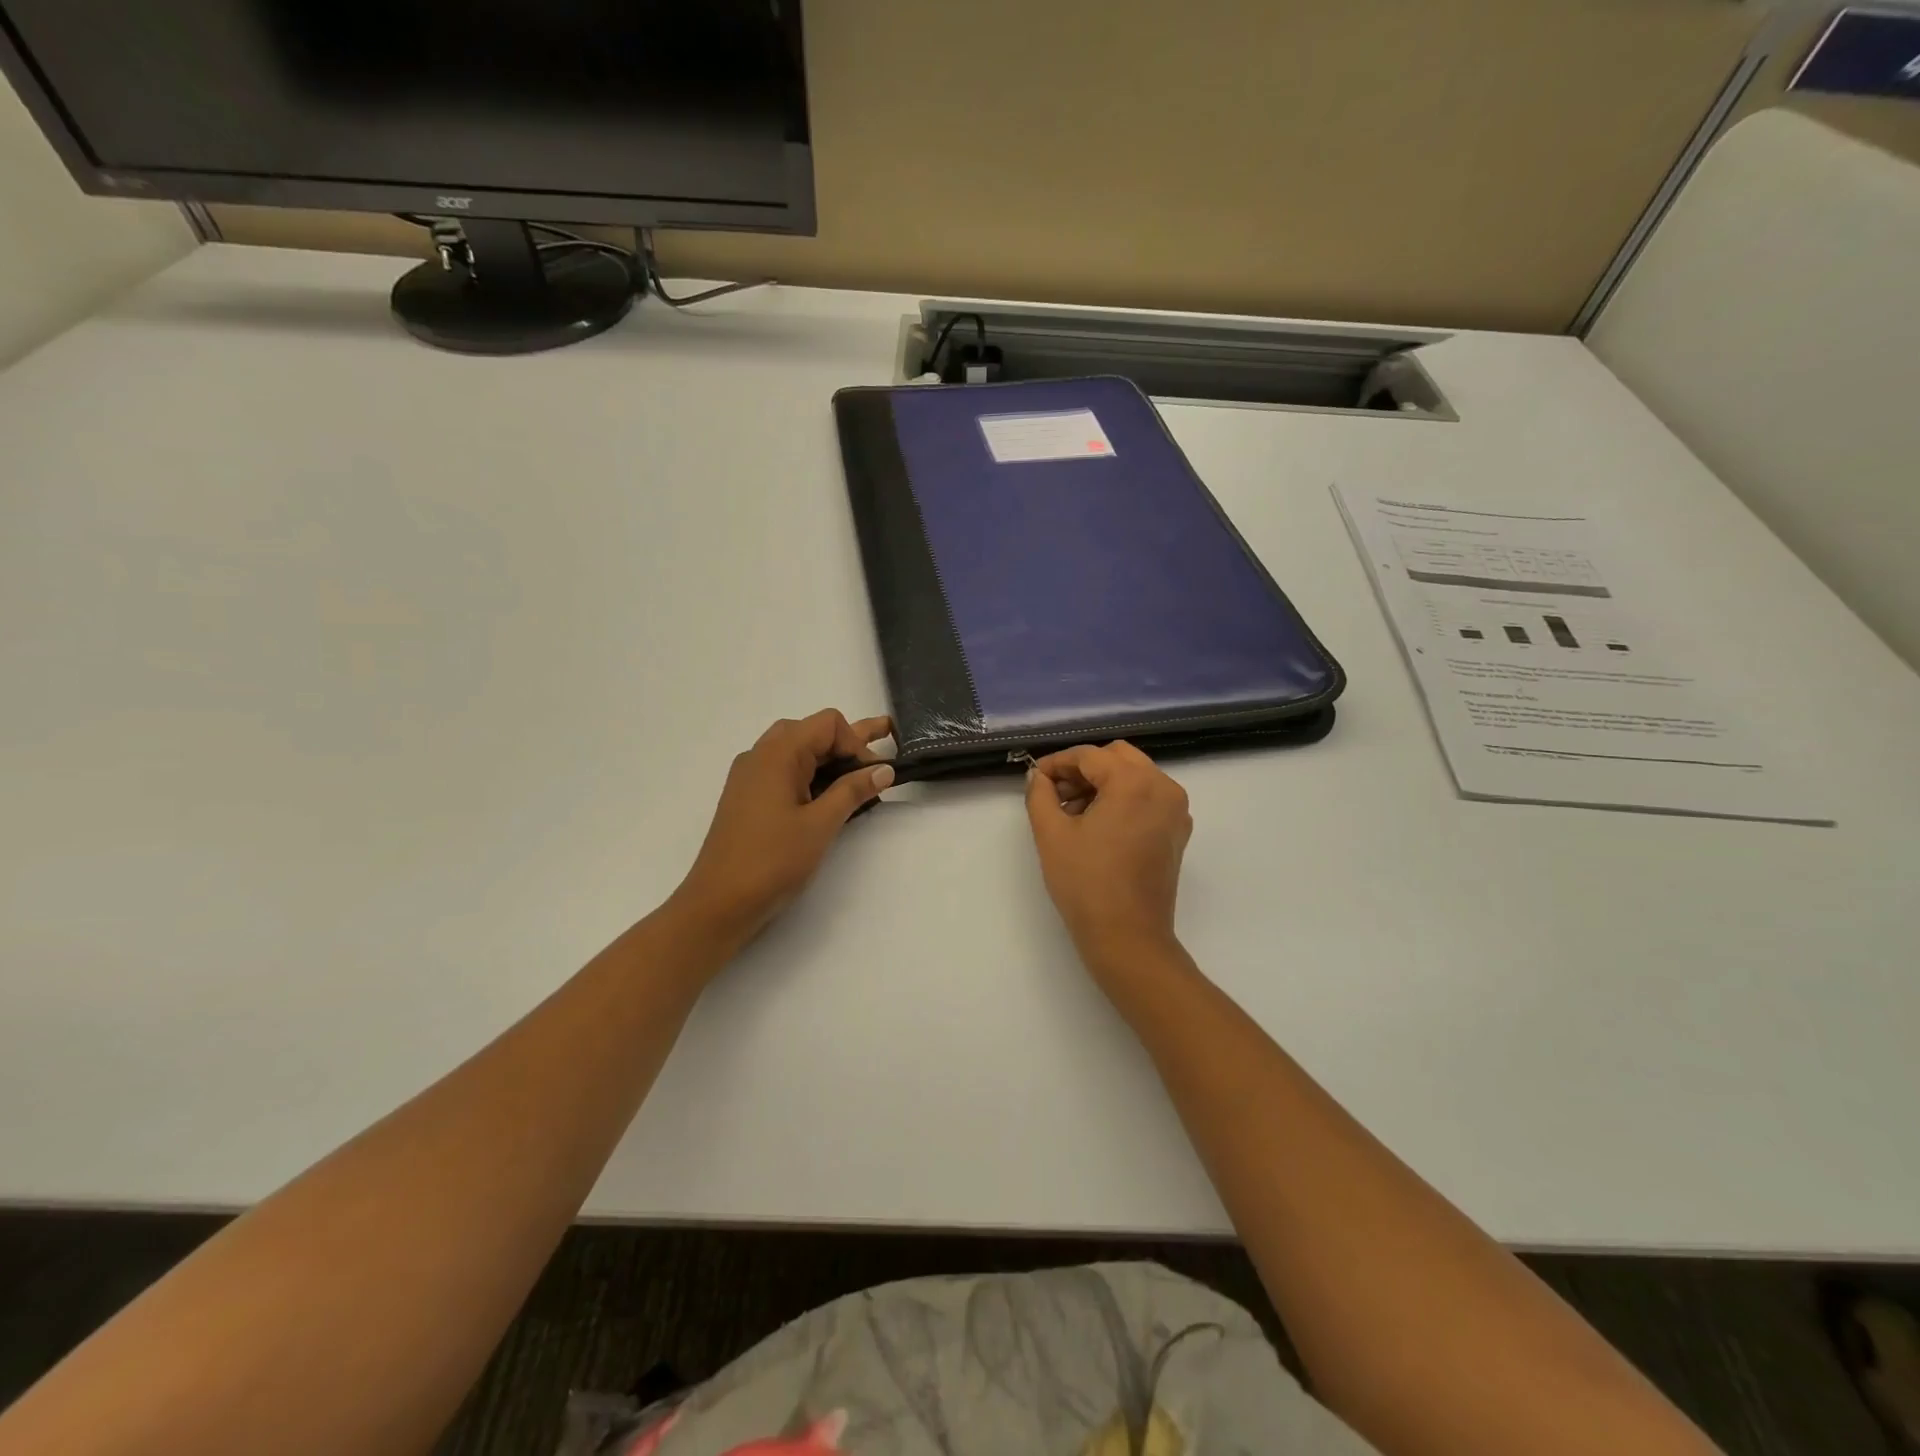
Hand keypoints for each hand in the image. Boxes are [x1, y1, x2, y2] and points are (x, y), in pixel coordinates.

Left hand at [670, 711, 893, 947]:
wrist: (719, 903)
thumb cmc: (772, 860)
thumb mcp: (821, 824)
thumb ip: (853, 791)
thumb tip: (884, 769)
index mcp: (778, 754)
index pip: (828, 724)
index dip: (857, 743)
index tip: (873, 776)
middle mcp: (761, 756)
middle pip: (812, 732)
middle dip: (847, 744)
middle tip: (877, 764)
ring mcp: (751, 777)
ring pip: (798, 752)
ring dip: (831, 760)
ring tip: (863, 770)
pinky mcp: (749, 799)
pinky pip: (785, 773)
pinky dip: (811, 776)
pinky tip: (829, 794)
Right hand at [1025, 742, 1192, 969]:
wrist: (1128, 937)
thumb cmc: (1086, 883)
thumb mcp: (1051, 834)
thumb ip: (1040, 794)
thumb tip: (1037, 776)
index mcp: (1134, 782)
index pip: (1089, 756)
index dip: (1057, 763)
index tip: (1034, 778)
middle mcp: (1163, 787)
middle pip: (1117, 757)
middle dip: (1083, 769)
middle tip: (1054, 793)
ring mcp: (1175, 810)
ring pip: (1134, 775)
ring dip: (1102, 783)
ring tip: (1071, 813)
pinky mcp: (1177, 832)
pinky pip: (1148, 798)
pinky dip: (1122, 800)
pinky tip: (1097, 826)